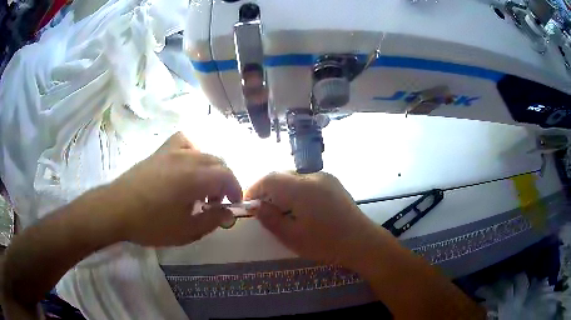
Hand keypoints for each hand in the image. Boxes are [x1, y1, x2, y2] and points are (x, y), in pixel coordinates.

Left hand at [105, 132, 241, 246]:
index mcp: (195, 178)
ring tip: (201, 185)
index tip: (234, 204)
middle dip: (224, 182)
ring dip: (210, 168)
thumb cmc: (150, 224)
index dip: (236, 190)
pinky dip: (192, 151)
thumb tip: (228, 213)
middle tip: (216, 202)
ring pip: (203, 152)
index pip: (227, 176)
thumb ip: (212, 221)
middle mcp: (187, 158)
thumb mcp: (186, 231)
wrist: (116, 209)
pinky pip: (183, 141)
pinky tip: (185, 164)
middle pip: (218, 162)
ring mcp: (172, 151)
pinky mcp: (159, 151)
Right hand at [245, 172, 385, 266]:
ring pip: (294, 178)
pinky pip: (307, 181)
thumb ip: (270, 218)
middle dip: (268, 189)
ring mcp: (325, 178)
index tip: (248, 204)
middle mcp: (313, 176)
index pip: (269, 179)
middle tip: (262, 209)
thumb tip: (255, 206)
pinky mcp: (333, 183)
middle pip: (282, 176)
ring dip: (282, 190)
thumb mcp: (292, 236)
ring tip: (280, 209)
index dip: (254, 189)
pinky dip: (296, 190)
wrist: (362, 242)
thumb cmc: (326, 243)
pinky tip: (299, 207)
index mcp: (301, 188)